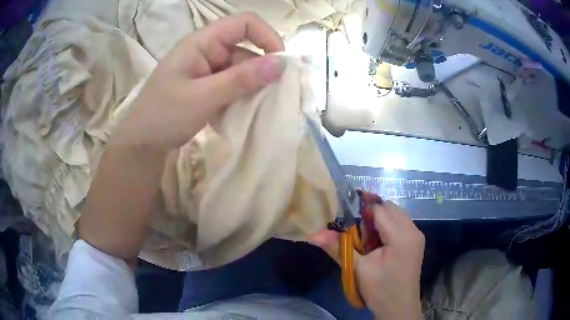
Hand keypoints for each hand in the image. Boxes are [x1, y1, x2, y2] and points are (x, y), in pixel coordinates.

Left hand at [80, 13, 283, 260]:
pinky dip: (241, 96)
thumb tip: (281, 63)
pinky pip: (232, 85)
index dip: (266, 36)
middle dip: (262, 69)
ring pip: (241, 69)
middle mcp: (206, 51)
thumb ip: (241, 79)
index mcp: (201, 42)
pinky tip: (242, 112)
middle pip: (245, 48)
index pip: (243, 23)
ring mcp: (206, 70)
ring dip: (252, 87)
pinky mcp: (206, 87)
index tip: (280, 63)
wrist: (141, 144)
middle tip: (272, 96)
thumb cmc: (164, 116)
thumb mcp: (203, 97)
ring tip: (256, 109)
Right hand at [310, 201, 424, 319]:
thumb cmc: (380, 290)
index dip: (363, 208)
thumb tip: (314, 234)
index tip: (347, 213)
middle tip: (357, 230)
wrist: (399, 308)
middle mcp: (413, 230)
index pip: (381, 209)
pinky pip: (402, 224)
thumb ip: (338, 248)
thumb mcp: (358, 269)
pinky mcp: (416, 242)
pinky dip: (389, 226)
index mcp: (401, 236)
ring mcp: (417, 236)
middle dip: (372, 213)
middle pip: (391, 208)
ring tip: (367, 237)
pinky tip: (379, 242)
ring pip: (397, 215)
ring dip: (381, 219)